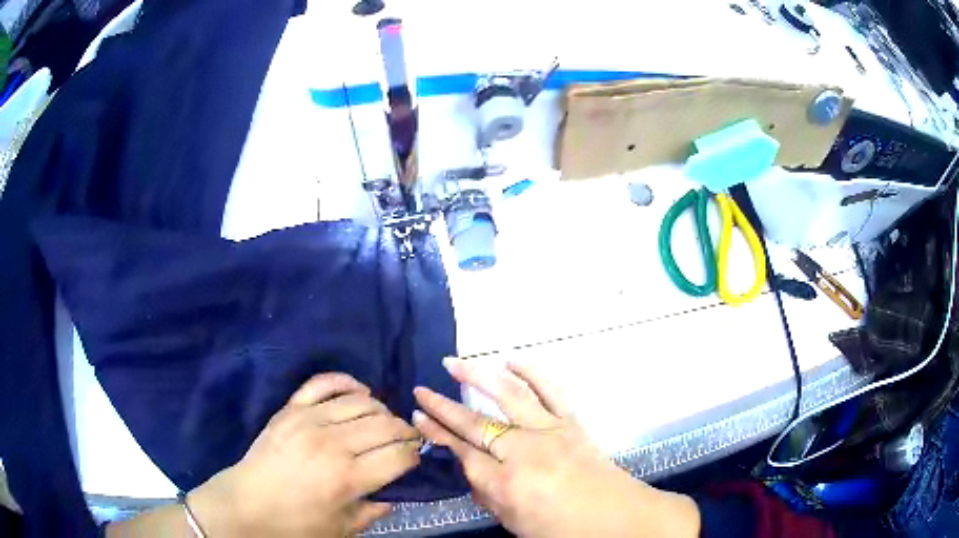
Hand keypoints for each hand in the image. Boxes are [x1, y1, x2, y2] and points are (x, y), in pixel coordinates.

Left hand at [189, 373, 420, 536]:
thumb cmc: (295, 524)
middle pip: (385, 424)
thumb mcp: (343, 529)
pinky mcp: (290, 408)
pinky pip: (323, 382)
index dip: (414, 455)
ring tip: (383, 422)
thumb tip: (396, 493)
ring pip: (361, 402)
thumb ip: (375, 510)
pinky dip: (346, 382)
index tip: (415, 458)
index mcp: (347, 478)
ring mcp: (308, 420)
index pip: (399, 455)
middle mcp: (332, 444)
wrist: (245, 505)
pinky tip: (360, 392)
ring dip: (381, 410)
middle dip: (405, 431)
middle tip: (407, 440)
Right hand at [413, 358, 699, 537]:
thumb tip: (471, 470)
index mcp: (506, 483)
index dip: (437, 434)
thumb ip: (488, 496)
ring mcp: (551, 431)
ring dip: (479, 376)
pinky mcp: (573, 422)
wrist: (618, 518)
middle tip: (421, 390)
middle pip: (476, 424)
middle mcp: (524, 451)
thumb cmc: (564, 530)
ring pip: (509, 396)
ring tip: (454, 362)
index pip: (462, 453)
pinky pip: (551, 390)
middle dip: (444, 407)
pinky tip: (512, 360)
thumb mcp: (515, 523)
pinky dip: (532, 372)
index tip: (417, 417)